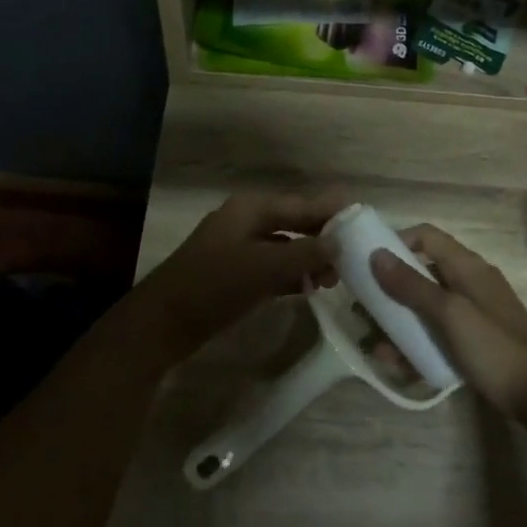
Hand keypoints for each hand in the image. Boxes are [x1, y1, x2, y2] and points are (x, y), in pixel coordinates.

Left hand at [132, 192, 345, 359]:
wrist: (164, 322)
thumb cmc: (215, 285)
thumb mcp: (264, 267)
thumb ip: (304, 252)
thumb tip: (338, 241)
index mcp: (251, 209)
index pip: (301, 204)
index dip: (330, 210)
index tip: (362, 217)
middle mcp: (246, 222)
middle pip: (294, 222)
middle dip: (322, 237)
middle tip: (356, 254)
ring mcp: (239, 248)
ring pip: (284, 247)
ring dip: (309, 259)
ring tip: (336, 278)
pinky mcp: (235, 274)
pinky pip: (272, 267)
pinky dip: (291, 275)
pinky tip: (310, 289)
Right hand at [369, 224, 526, 419]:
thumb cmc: (494, 346)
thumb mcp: (449, 313)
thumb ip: (412, 285)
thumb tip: (376, 254)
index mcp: (467, 267)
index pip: (427, 236)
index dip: (397, 242)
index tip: (370, 263)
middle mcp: (469, 283)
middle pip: (423, 273)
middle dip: (391, 290)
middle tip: (364, 308)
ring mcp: (473, 313)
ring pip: (427, 307)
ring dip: (399, 323)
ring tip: (375, 346)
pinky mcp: (474, 340)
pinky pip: (437, 333)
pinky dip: (417, 343)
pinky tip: (398, 364)